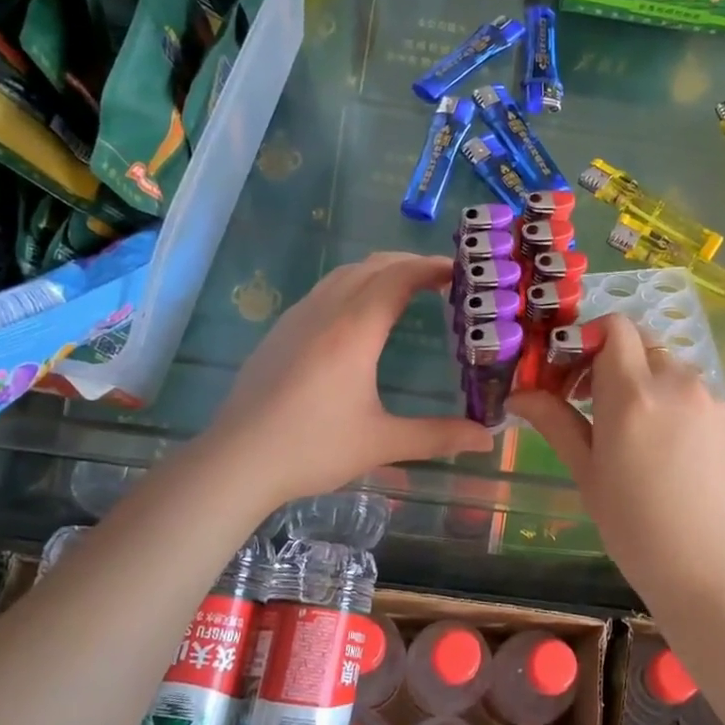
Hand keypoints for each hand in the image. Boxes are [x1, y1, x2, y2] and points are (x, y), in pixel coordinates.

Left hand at [203, 253, 492, 507]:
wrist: (236, 461)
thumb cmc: (312, 448)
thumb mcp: (381, 444)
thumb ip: (438, 436)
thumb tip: (489, 438)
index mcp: (354, 330)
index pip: (399, 277)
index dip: (431, 267)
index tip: (461, 271)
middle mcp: (325, 311)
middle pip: (372, 266)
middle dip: (410, 264)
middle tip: (442, 281)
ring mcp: (296, 318)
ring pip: (344, 274)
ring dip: (379, 272)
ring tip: (406, 291)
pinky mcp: (279, 332)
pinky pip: (323, 291)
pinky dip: (353, 287)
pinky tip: (358, 318)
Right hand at [509, 314, 724, 605]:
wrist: (718, 576)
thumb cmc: (637, 531)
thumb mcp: (588, 475)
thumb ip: (555, 423)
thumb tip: (518, 394)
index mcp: (633, 393)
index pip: (614, 327)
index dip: (588, 339)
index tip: (572, 376)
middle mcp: (677, 383)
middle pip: (641, 344)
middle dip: (613, 362)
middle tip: (594, 404)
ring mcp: (713, 401)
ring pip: (670, 370)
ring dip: (645, 384)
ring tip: (635, 434)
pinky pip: (697, 396)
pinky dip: (675, 406)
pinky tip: (671, 454)